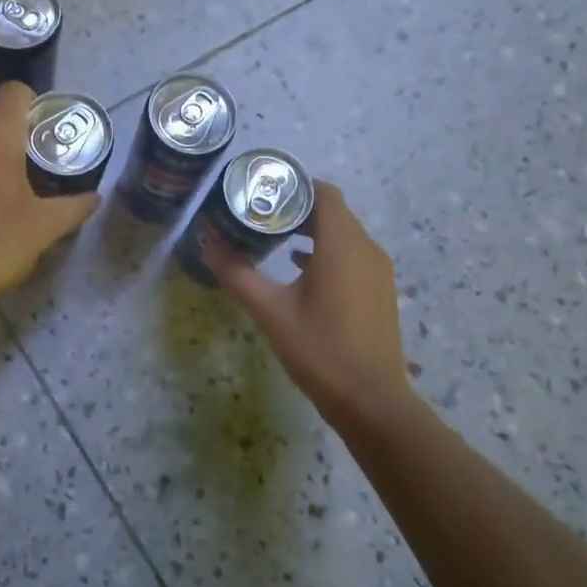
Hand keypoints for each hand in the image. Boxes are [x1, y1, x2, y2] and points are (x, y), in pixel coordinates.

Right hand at [206, 180, 417, 434]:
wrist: (371, 401)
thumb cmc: (319, 349)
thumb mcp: (269, 311)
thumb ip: (237, 273)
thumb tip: (206, 243)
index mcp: (341, 244)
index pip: (323, 192)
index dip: (294, 185)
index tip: (263, 190)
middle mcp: (365, 248)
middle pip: (332, 211)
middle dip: (297, 208)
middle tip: (259, 213)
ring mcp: (377, 270)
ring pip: (343, 234)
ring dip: (311, 230)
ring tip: (273, 237)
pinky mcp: (379, 290)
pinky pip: (352, 255)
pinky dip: (326, 251)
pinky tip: (298, 268)